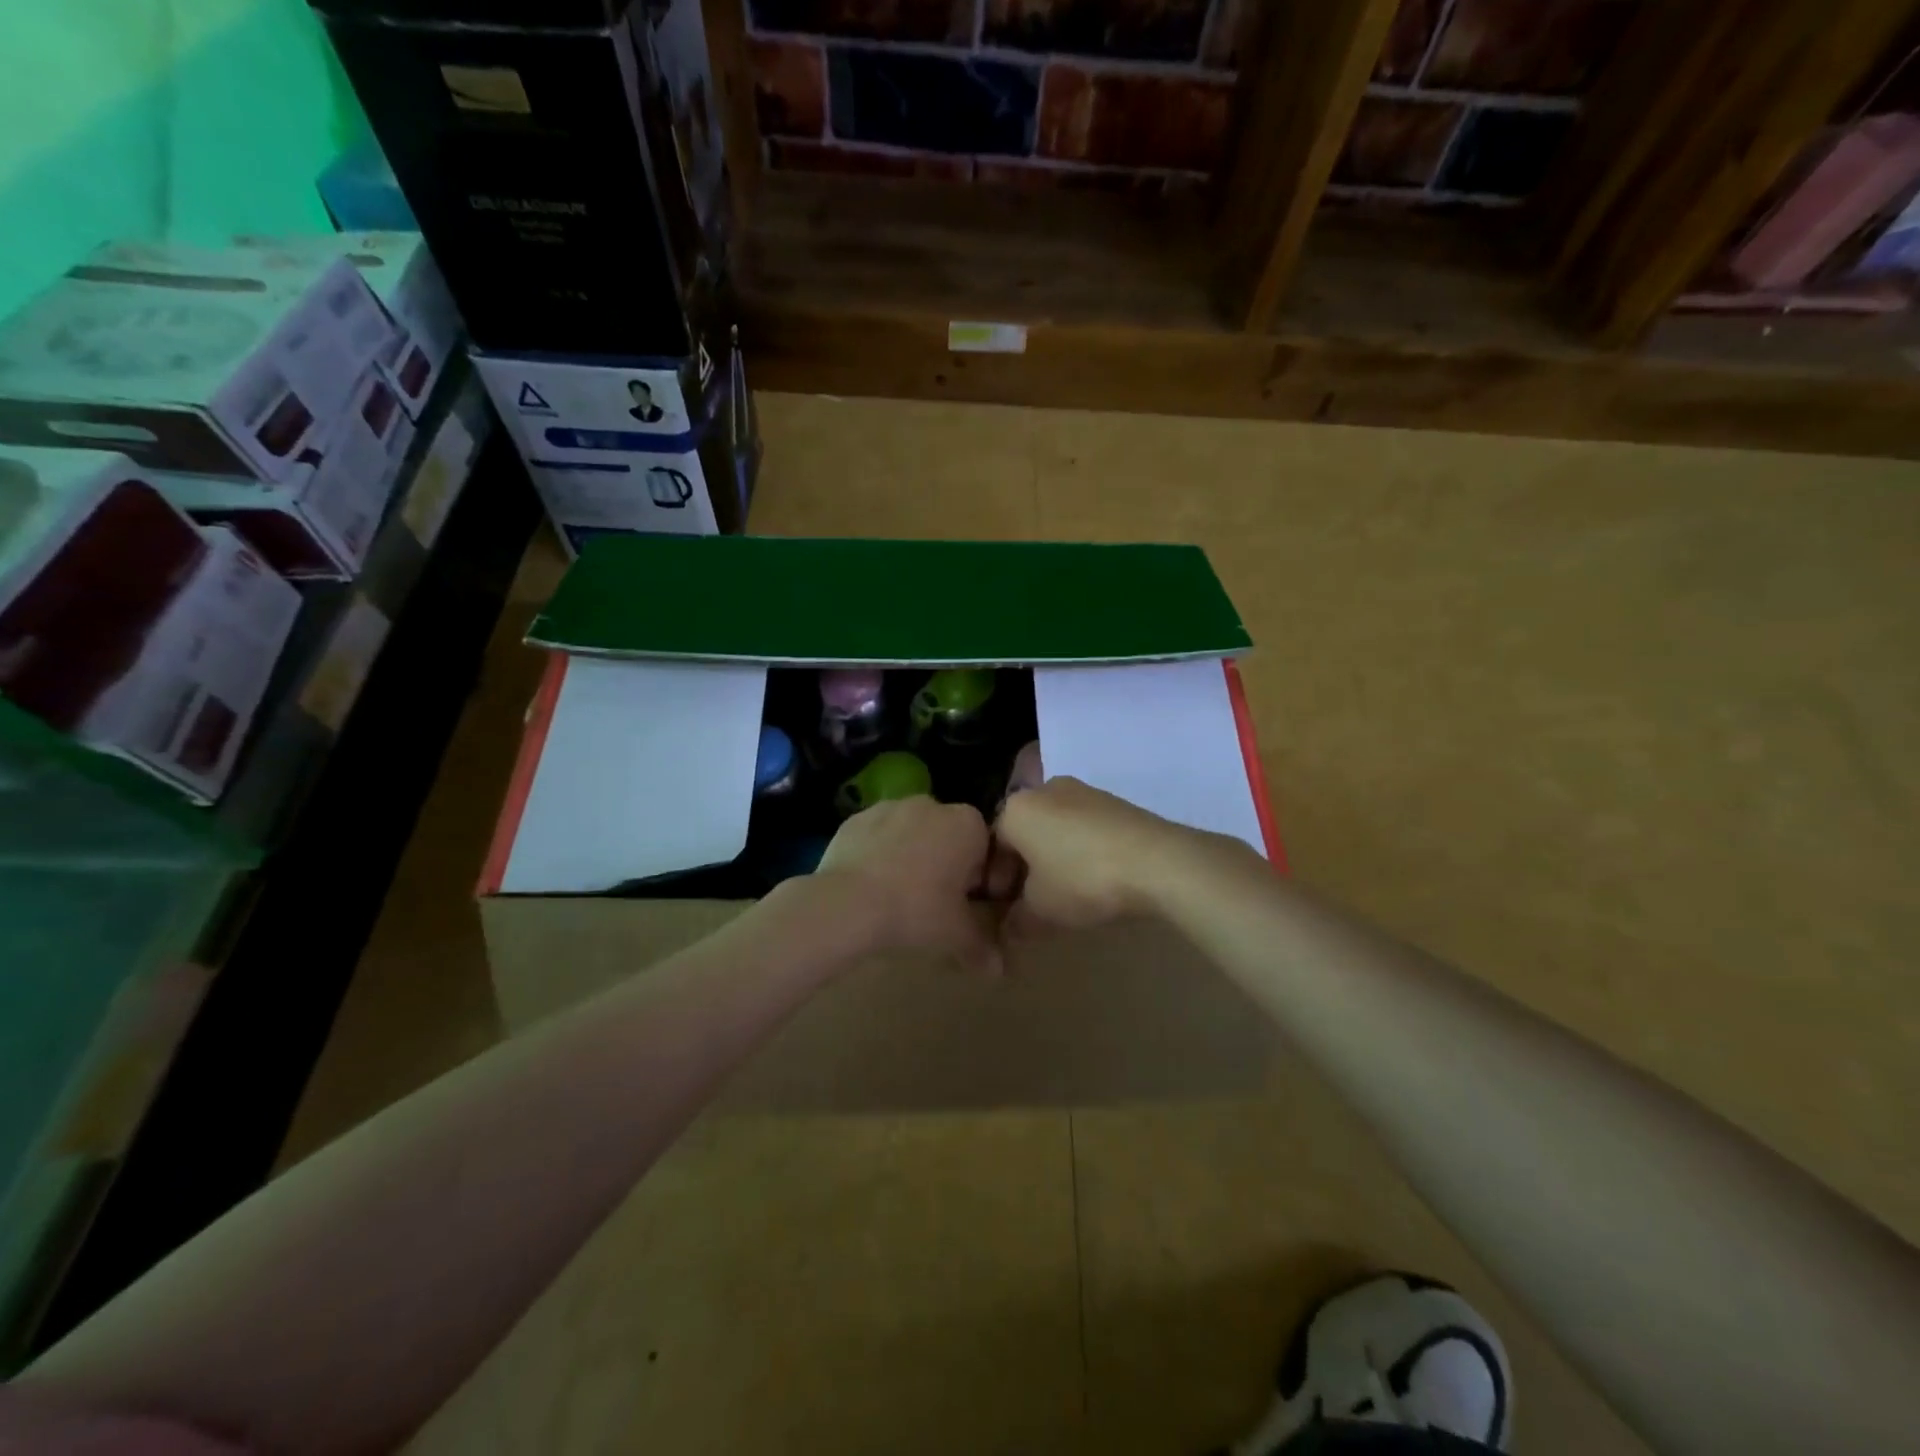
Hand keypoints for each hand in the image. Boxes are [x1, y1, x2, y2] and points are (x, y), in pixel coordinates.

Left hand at [815, 796, 1000, 973]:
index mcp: (968, 823)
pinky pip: (878, 836)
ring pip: (912, 834)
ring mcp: (890, 806)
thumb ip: (982, 946)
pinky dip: (879, 855)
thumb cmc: (915, 911)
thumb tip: (997, 968)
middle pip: (948, 837)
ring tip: (899, 897)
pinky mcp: (856, 818)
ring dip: (912, 857)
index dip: (980, 880)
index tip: (967, 907)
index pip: (986, 848)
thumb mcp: (957, 935)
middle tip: (935, 905)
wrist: (846, 903)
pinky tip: (871, 887)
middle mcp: (932, 804)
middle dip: (946, 865)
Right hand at [993, 777, 1236, 934]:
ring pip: (1055, 828)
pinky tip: (1095, 877)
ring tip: (1067, 892)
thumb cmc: (1082, 880)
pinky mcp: (1114, 802)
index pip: (993, 845)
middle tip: (1033, 902)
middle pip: (1024, 832)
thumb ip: (1016, 921)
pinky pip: (1084, 827)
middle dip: (1025, 867)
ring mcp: (1083, 791)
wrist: (1157, 861)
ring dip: (1053, 858)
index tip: (1006, 908)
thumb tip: (1008, 929)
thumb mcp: (1040, 912)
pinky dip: (1081, 850)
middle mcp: (1045, 790)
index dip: (996, 881)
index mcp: (1016, 809)